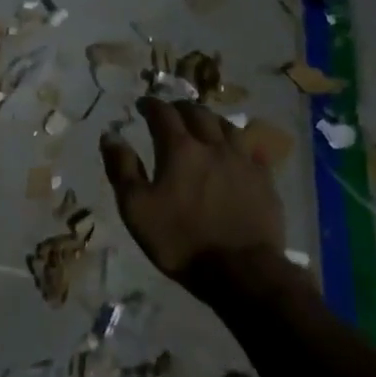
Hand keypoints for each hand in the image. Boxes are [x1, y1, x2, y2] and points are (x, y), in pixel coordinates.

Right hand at [100, 97, 285, 285]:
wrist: (241, 271)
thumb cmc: (180, 240)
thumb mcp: (136, 208)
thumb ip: (122, 168)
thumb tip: (110, 135)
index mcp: (179, 149)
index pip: (163, 114)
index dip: (151, 105)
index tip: (143, 104)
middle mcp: (213, 145)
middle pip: (198, 113)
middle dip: (181, 108)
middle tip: (172, 111)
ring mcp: (243, 161)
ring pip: (228, 126)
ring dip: (211, 119)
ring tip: (204, 123)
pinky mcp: (265, 180)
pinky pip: (253, 150)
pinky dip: (240, 143)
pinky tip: (238, 149)